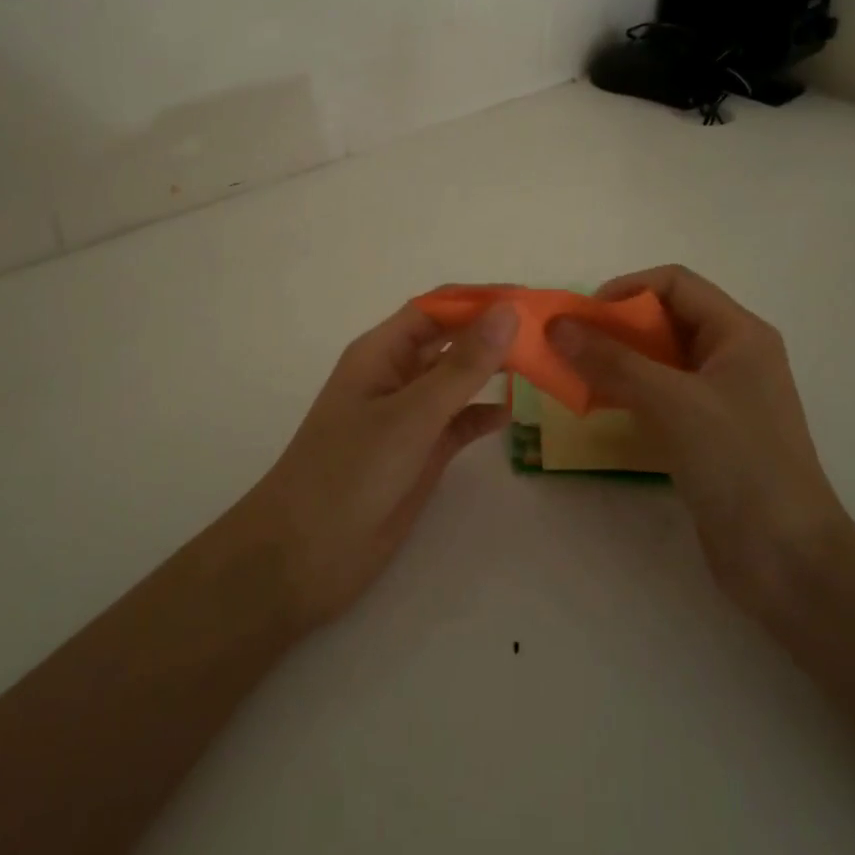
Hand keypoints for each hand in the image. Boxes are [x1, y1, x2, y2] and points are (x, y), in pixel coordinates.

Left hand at [242, 298, 518, 630]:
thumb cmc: (350, 471)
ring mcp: (408, 417)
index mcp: (381, 353)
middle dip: (492, 334)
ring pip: (457, 381)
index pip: (435, 308)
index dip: (479, 299)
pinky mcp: (419, 453)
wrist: (305, 555)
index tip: (530, 300)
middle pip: (450, 340)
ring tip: (541, 367)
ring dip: (493, 372)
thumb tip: (508, 312)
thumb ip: (462, 366)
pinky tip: (511, 415)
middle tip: (549, 335)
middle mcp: (396, 376)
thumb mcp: (410, 414)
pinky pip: (458, 423)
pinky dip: (482, 416)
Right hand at [548, 265, 849, 615]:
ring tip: (574, 376)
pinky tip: (598, 407)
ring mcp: (720, 397)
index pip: (675, 283)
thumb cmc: (739, 463)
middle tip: (569, 348)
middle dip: (614, 327)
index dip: (626, 289)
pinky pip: (660, 396)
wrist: (787, 559)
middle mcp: (731, 356)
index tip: (582, 317)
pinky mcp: (707, 433)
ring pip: (658, 360)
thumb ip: (612, 361)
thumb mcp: (673, 402)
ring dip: (616, 361)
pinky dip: (627, 393)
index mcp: (739, 334)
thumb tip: (557, 326)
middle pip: (664, 319)